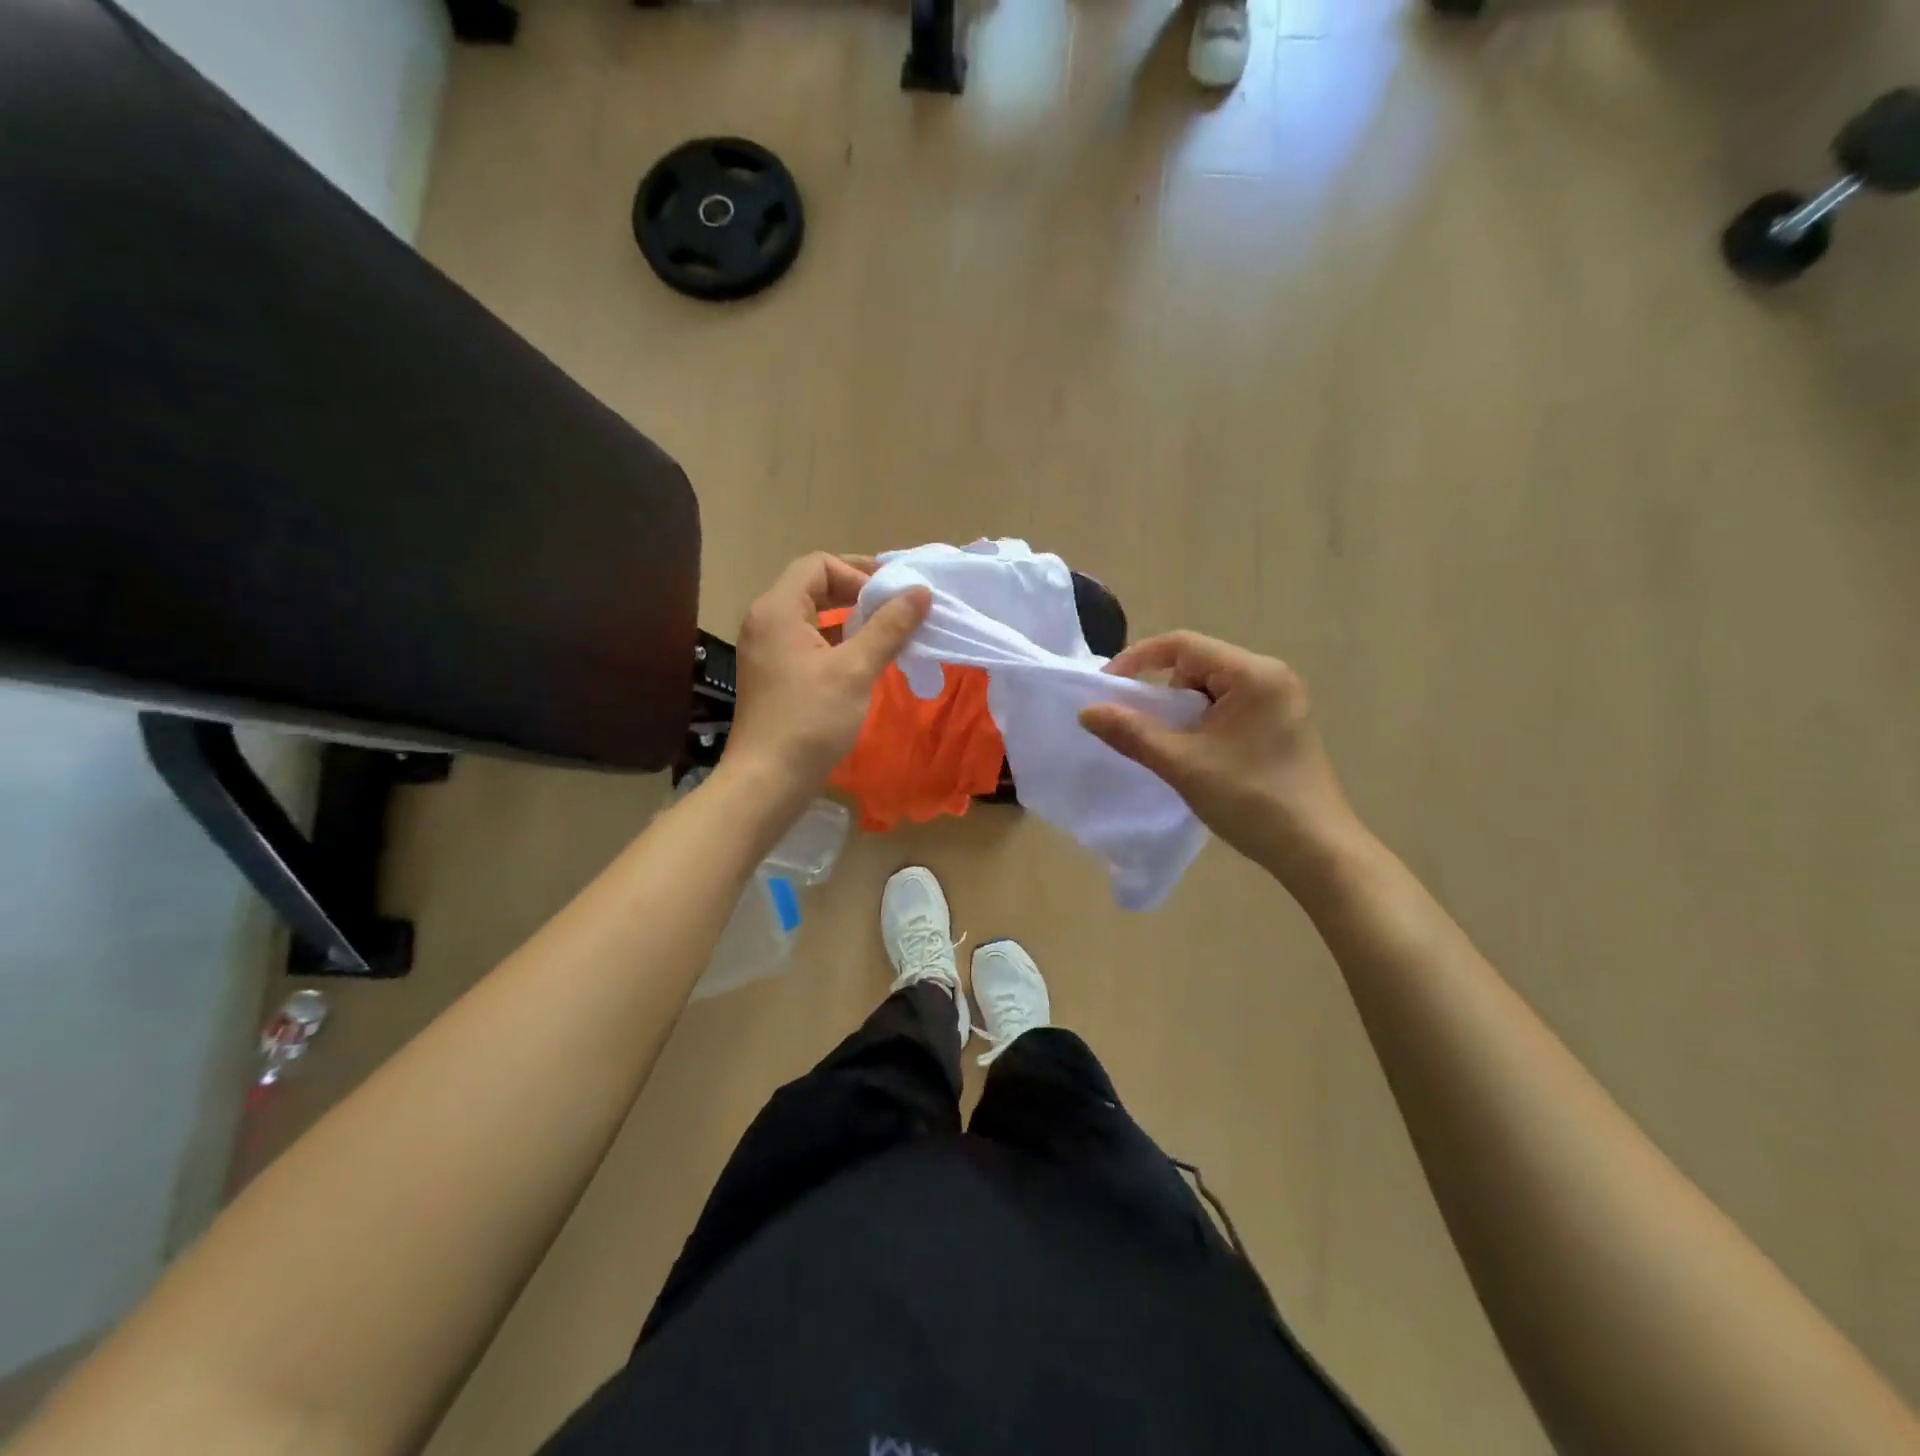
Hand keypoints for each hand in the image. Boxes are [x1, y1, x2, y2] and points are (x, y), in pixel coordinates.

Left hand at [720, 553, 929, 807]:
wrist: (768, 780)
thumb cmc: (810, 720)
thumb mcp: (856, 670)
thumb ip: (888, 627)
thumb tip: (920, 592)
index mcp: (778, 609)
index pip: (818, 564)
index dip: (858, 573)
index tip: (890, 598)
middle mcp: (766, 621)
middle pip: (813, 586)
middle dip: (857, 593)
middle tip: (895, 609)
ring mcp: (766, 650)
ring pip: (812, 617)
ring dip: (849, 619)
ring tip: (886, 635)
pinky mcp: (773, 675)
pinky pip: (807, 643)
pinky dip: (836, 643)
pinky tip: (863, 662)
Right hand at [1080, 632, 1361, 884]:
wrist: (1315, 850)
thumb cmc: (1250, 800)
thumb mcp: (1183, 764)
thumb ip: (1132, 733)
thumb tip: (1087, 711)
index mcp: (1253, 674)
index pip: (1182, 645)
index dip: (1137, 660)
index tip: (1107, 688)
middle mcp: (1270, 676)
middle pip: (1197, 665)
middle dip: (1163, 693)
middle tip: (1142, 729)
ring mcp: (1280, 700)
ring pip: (1210, 688)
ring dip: (1182, 712)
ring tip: (1172, 749)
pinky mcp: (1280, 723)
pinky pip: (1228, 707)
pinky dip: (1202, 723)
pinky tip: (1198, 755)